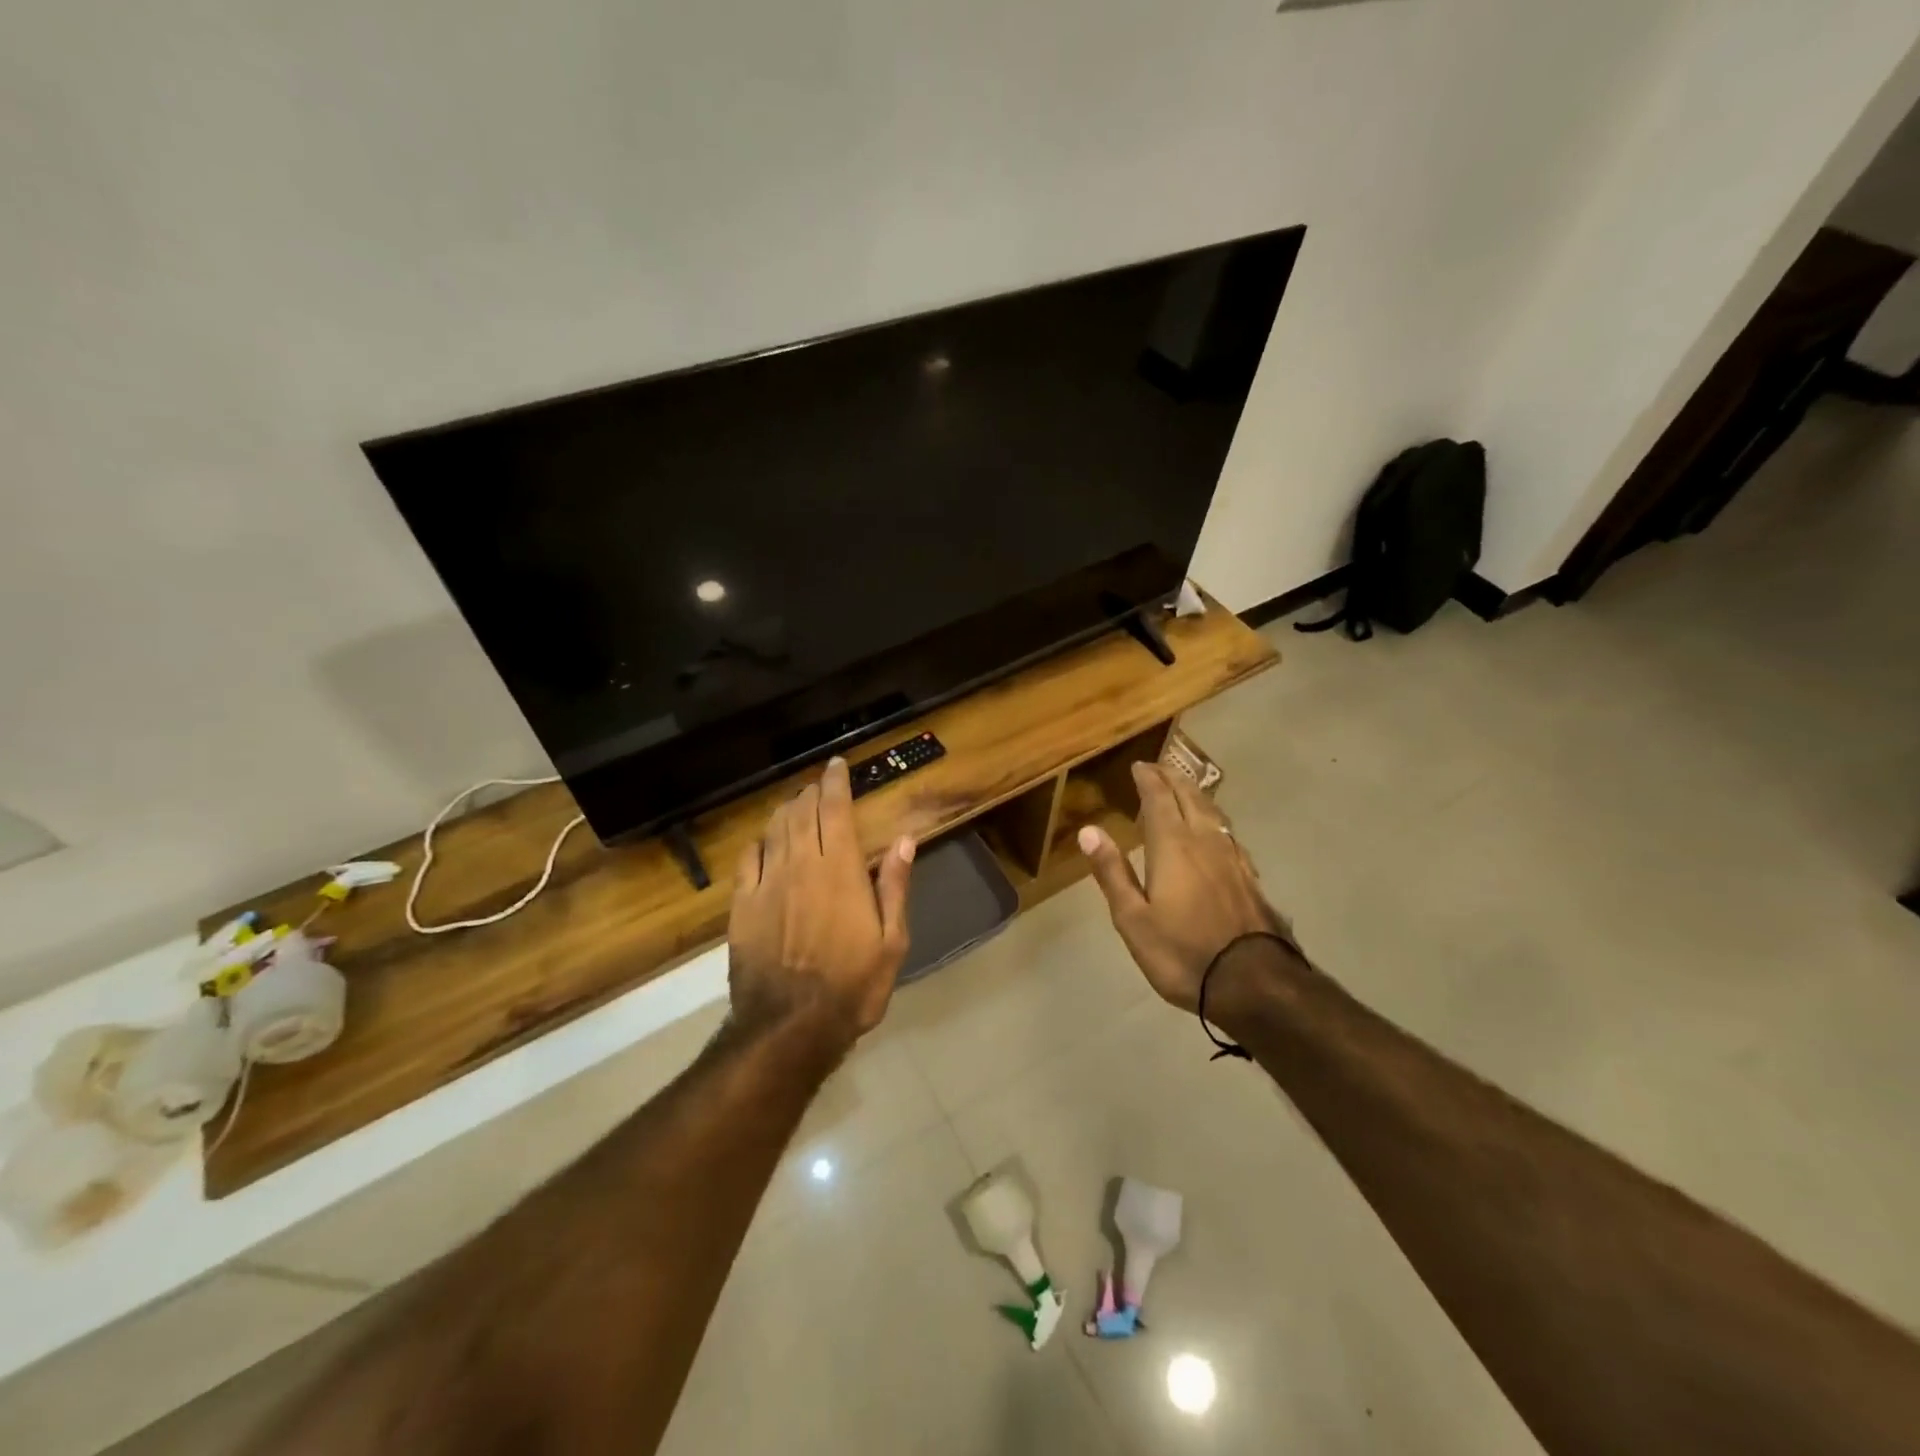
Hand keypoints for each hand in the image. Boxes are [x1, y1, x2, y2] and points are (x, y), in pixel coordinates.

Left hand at [727, 756, 915, 1046]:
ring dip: (786, 811)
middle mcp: (799, 865)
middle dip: (811, 793)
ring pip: (774, 830)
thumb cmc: (852, 985)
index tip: (837, 765)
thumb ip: (894, 886)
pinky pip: (748, 859)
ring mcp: (766, 883)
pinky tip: (764, 841)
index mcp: (838, 869)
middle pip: (801, 813)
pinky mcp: (742, 906)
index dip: (835, 782)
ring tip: (796, 805)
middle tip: (819, 785)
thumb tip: (904, 840)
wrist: (789, 1026)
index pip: (834, 809)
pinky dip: (758, 842)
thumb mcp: (891, 941)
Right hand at [1079, 762, 1284, 1012]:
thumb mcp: (1133, 919)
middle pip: (1190, 798)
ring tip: (1185, 789)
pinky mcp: (1251, 878)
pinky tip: (1215, 832)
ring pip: (1214, 813)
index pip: (1159, 800)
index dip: (1148, 780)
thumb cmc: (1182, 953)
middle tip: (1160, 768)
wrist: (1254, 983)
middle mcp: (1205, 842)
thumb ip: (1112, 872)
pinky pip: (1229, 834)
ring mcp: (1233, 859)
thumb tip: (1089, 830)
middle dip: (1173, 778)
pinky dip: (1215, 821)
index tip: (1139, 766)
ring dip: (1196, 794)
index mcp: (1173, 847)